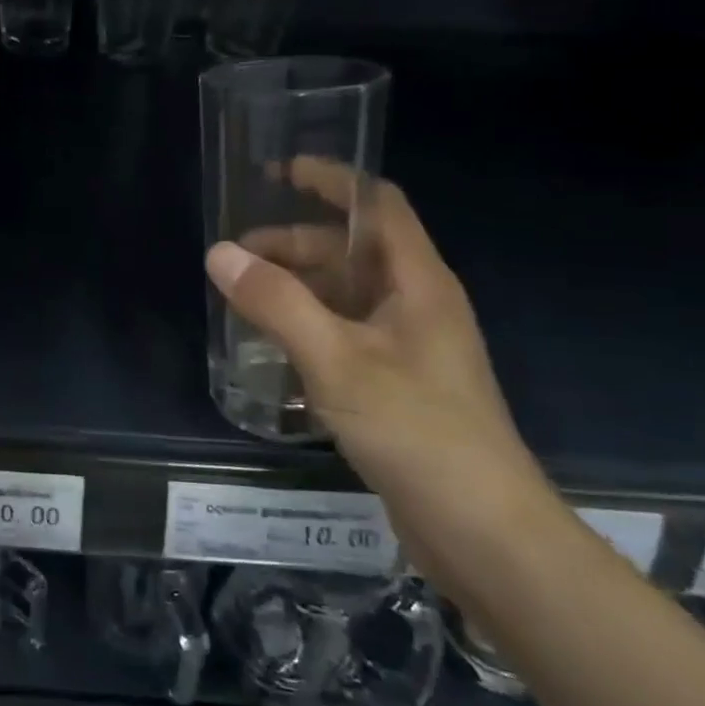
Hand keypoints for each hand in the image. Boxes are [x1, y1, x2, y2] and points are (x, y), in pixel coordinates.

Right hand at [205, 169, 556, 584]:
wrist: (485, 533)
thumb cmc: (417, 430)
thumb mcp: (336, 360)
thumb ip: (276, 303)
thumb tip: (220, 254)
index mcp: (417, 283)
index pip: (377, 204)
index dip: (332, 179)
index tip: (280, 172)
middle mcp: (417, 305)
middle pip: (351, 252)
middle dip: (294, 245)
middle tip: (235, 258)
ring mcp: (409, 348)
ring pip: (345, 296)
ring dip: (296, 289)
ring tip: (242, 298)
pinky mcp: (398, 385)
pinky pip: (344, 335)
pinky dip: (307, 327)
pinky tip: (272, 346)